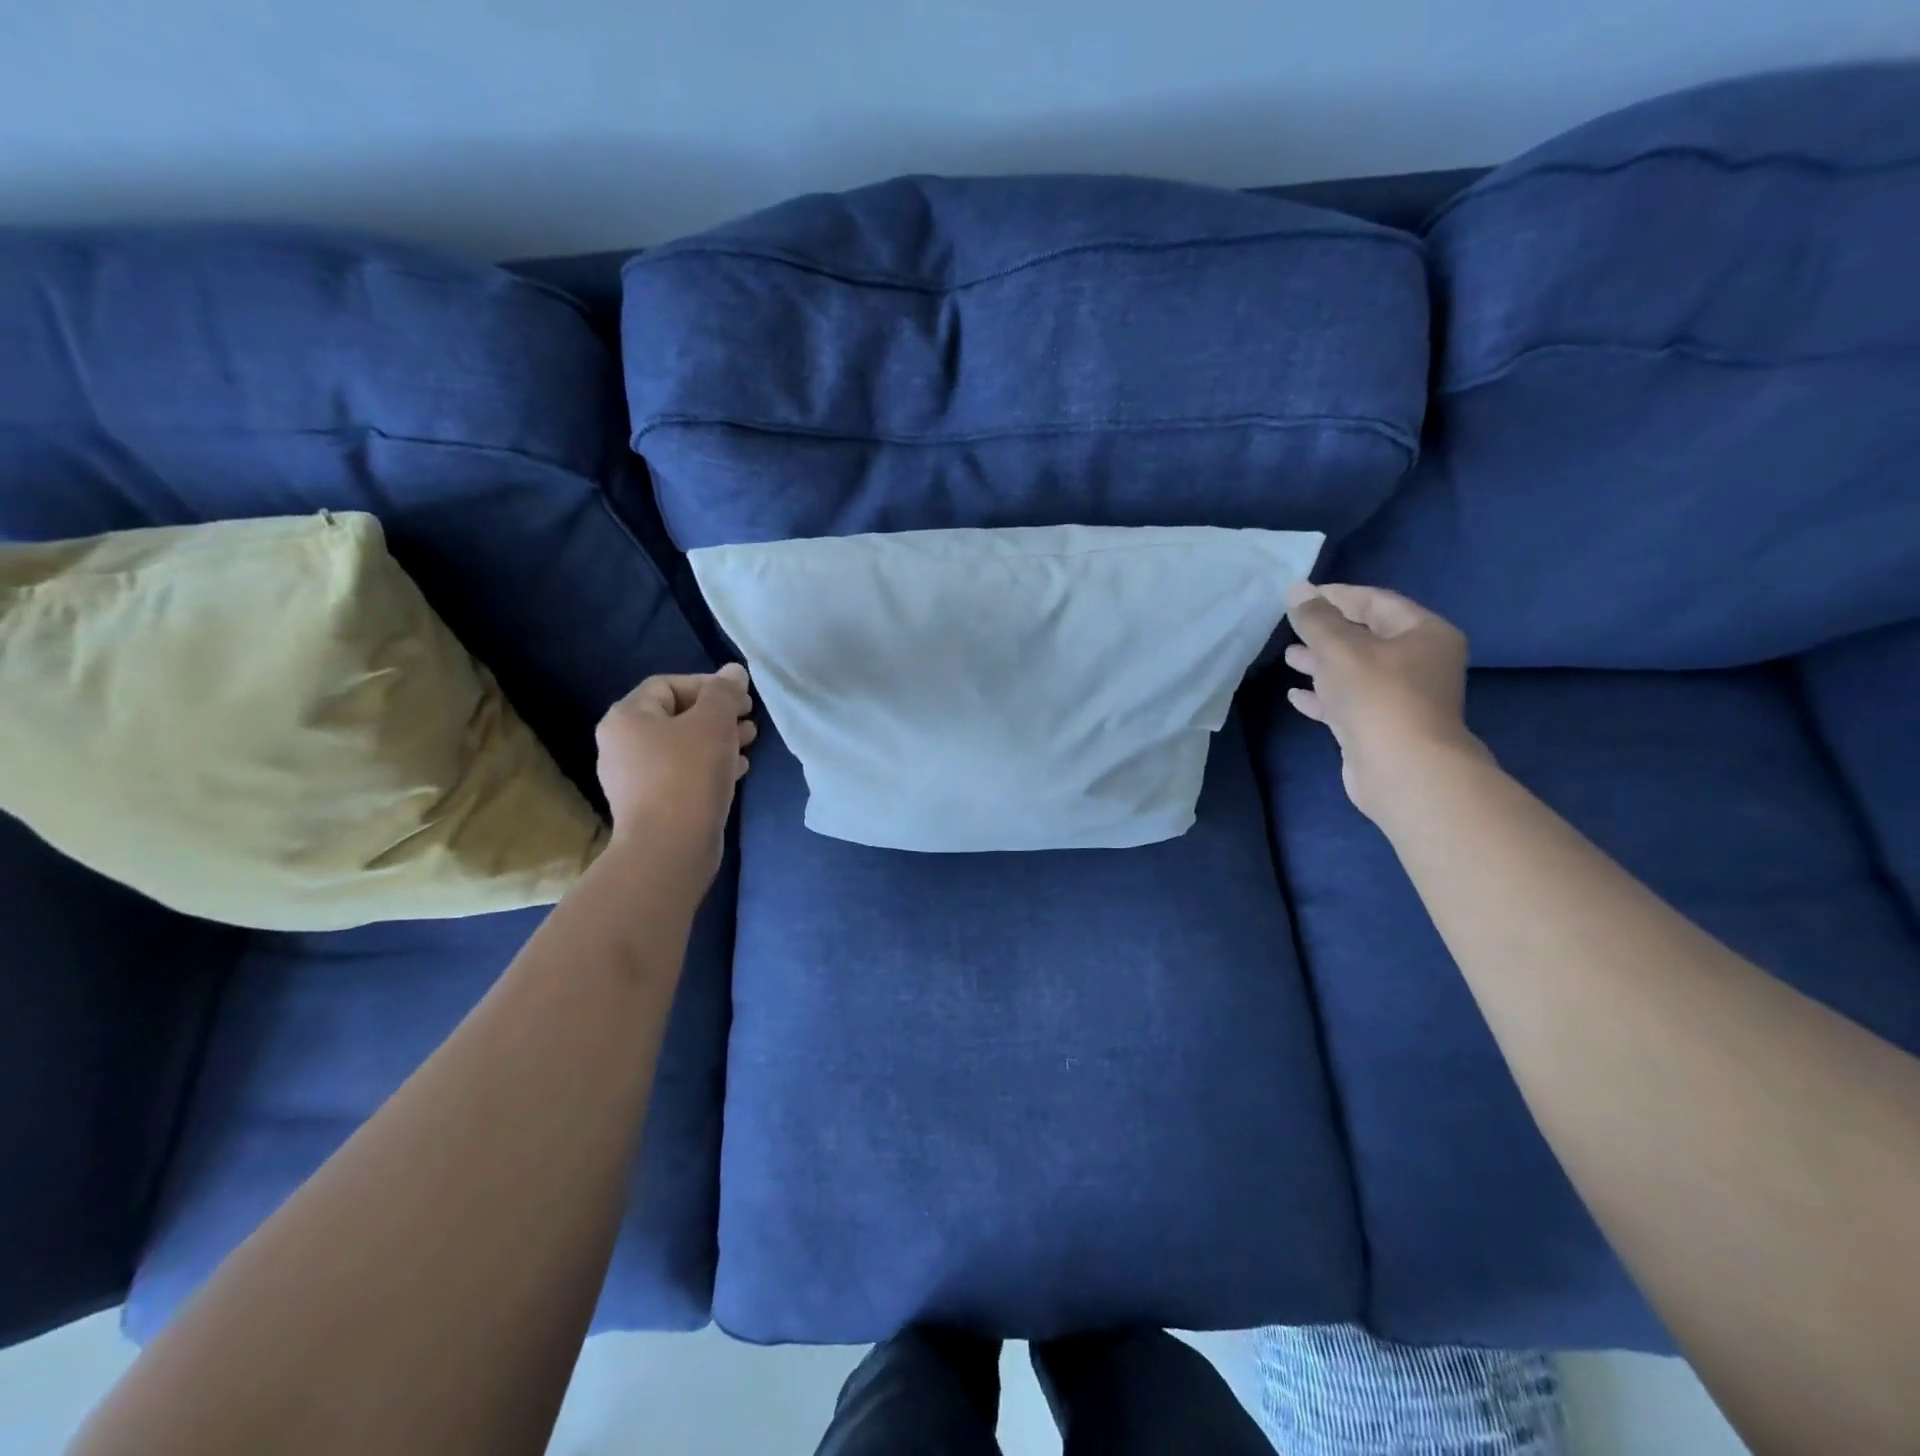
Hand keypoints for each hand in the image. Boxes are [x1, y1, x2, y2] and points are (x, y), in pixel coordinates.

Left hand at [595, 664, 756, 866]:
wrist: (669, 849)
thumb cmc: (688, 775)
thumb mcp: (713, 723)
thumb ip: (724, 693)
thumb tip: (733, 671)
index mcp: (627, 717)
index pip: (668, 684)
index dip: (708, 685)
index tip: (741, 700)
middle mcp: (621, 744)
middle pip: (675, 716)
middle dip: (717, 715)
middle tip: (750, 722)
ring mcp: (633, 778)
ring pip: (682, 747)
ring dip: (717, 741)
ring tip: (749, 746)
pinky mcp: (650, 805)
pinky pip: (682, 774)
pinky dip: (709, 767)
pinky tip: (737, 772)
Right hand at [1283, 584, 1483, 821]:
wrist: (1401, 769)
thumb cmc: (1377, 696)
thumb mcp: (1340, 648)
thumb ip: (1316, 619)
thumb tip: (1297, 589)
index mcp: (1423, 633)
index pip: (1376, 602)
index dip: (1337, 596)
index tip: (1300, 596)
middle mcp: (1420, 662)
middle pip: (1367, 637)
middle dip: (1328, 632)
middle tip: (1292, 626)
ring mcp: (1402, 698)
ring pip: (1356, 671)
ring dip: (1322, 664)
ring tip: (1288, 657)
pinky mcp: (1382, 727)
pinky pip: (1349, 703)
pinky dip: (1324, 696)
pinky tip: (1295, 695)